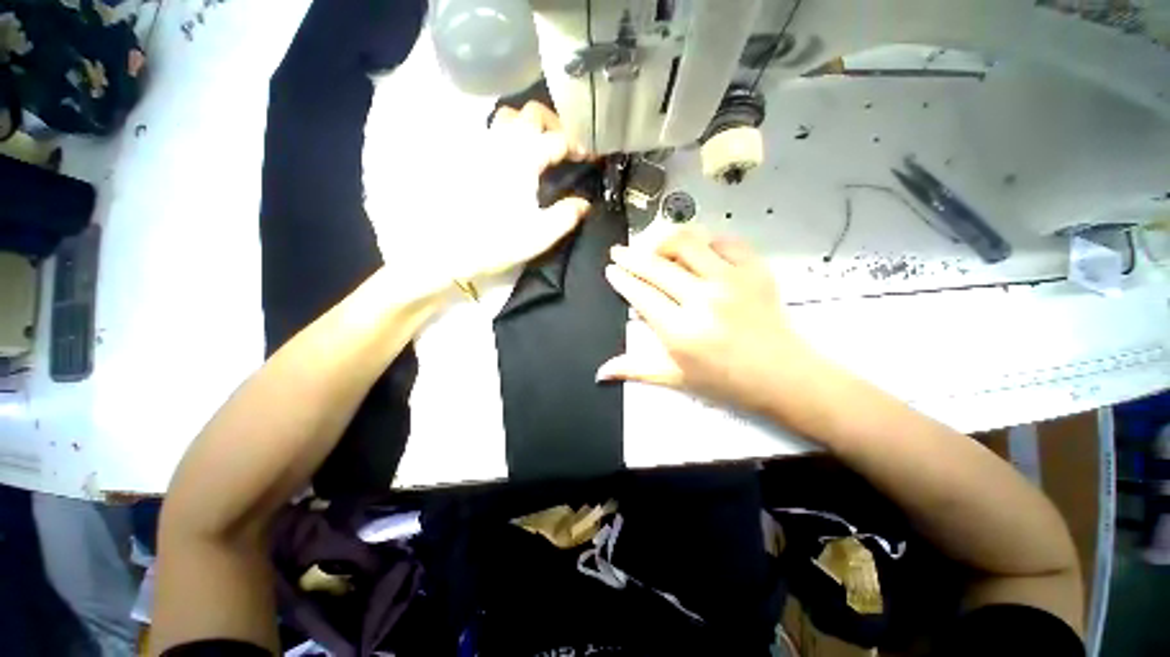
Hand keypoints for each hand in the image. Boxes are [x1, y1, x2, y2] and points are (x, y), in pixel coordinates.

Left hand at [449, 101, 591, 283]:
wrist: (451, 247)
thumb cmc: (498, 240)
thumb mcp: (540, 235)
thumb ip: (566, 216)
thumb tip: (585, 204)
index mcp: (525, 159)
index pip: (559, 139)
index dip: (579, 145)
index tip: (589, 158)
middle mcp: (505, 143)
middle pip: (533, 114)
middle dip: (556, 125)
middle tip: (566, 147)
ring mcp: (484, 147)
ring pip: (509, 116)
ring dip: (530, 124)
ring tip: (540, 146)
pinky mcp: (470, 157)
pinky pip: (492, 132)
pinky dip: (509, 134)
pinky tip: (514, 156)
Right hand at [598, 228, 821, 412]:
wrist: (781, 375)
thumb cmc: (724, 381)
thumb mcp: (675, 378)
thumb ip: (635, 369)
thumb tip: (600, 372)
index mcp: (680, 330)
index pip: (641, 294)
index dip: (622, 279)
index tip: (611, 269)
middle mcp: (702, 299)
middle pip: (656, 266)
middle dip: (631, 256)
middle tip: (619, 251)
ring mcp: (730, 280)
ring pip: (687, 243)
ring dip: (663, 241)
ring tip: (653, 248)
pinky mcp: (754, 269)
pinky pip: (724, 242)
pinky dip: (706, 242)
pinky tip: (697, 251)